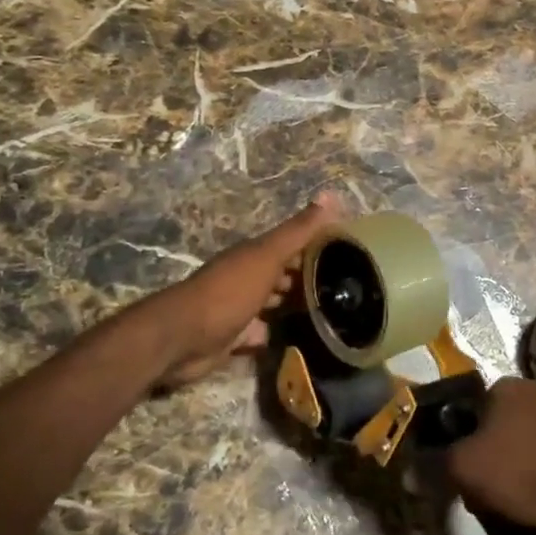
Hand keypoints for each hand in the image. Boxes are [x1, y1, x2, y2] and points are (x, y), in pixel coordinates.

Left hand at [144, 194, 343, 387]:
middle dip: (308, 277)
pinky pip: (262, 332)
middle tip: (347, 288)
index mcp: (255, 254)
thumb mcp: (267, 256)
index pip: (292, 244)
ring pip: (274, 303)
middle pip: (283, 273)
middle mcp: (247, 276)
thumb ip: (298, 231)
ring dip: (294, 305)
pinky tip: (299, 339)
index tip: (350, 252)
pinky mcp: (235, 336)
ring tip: (331, 313)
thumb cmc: (230, 291)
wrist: (185, 337)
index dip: (317, 245)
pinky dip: (276, 333)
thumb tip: (332, 194)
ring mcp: (240, 307)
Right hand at [445, 378, 535, 528]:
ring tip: (524, 503)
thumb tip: (409, 470)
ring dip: (520, 467)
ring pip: (526, 440)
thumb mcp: (468, 471)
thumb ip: (435, 467)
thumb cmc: (528, 470)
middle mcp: (532, 387)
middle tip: (492, 496)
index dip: (459, 448)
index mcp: (501, 387)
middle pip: (495, 428)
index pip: (465, 414)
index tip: (466, 479)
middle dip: (490, 460)